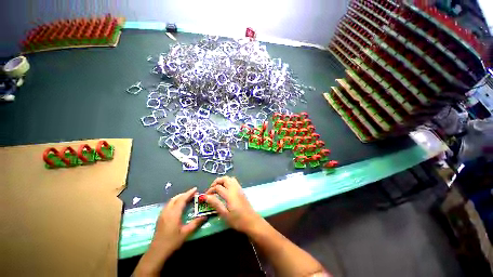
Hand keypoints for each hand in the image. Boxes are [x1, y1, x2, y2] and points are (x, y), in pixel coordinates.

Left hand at [151, 187, 205, 253]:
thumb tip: (205, 216)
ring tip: (187, 198)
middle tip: (192, 194)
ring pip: (171, 201)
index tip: (195, 189)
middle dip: (184, 194)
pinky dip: (175, 202)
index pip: (182, 199)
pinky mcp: (160, 218)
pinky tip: (178, 206)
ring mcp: (162, 214)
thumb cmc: (172, 242)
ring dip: (179, 197)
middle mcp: (167, 211)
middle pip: (176, 198)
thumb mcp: (186, 233)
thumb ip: (195, 223)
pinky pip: (168, 205)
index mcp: (174, 213)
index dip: (189, 193)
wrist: (156, 252)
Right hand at [205, 176, 262, 233]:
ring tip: (217, 188)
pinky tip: (225, 189)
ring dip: (222, 181)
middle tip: (211, 189)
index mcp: (229, 194)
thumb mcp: (224, 214)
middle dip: (216, 182)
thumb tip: (206, 197)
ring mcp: (239, 188)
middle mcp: (234, 188)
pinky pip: (234, 181)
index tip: (206, 196)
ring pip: (230, 178)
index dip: (210, 190)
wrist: (252, 221)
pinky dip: (228, 181)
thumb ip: (215, 204)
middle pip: (224, 179)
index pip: (218, 187)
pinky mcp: (241, 190)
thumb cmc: (237, 220)